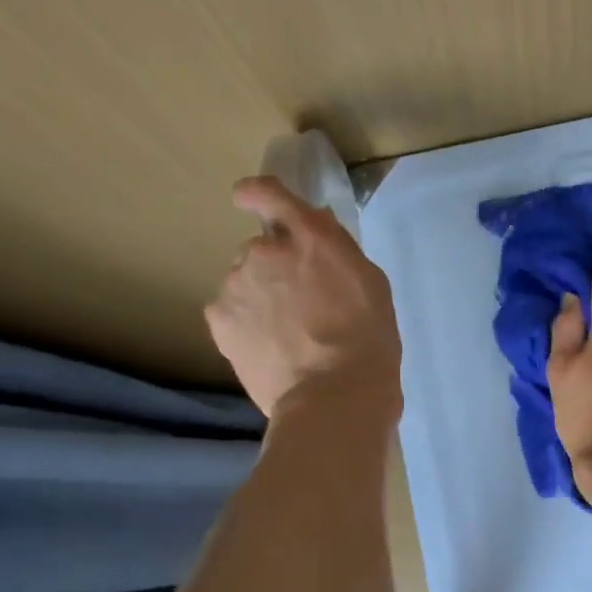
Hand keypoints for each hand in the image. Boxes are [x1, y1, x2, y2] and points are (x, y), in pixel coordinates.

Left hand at [204, 177, 400, 420]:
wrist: (333, 398)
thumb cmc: (368, 343)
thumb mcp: (371, 287)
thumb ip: (338, 252)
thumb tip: (315, 231)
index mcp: (310, 239)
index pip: (271, 194)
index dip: (258, 194)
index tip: (251, 199)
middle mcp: (265, 250)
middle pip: (262, 251)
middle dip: (276, 270)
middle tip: (302, 308)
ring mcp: (236, 284)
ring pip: (244, 283)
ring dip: (260, 299)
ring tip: (287, 339)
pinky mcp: (219, 320)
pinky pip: (230, 313)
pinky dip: (244, 325)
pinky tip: (269, 351)